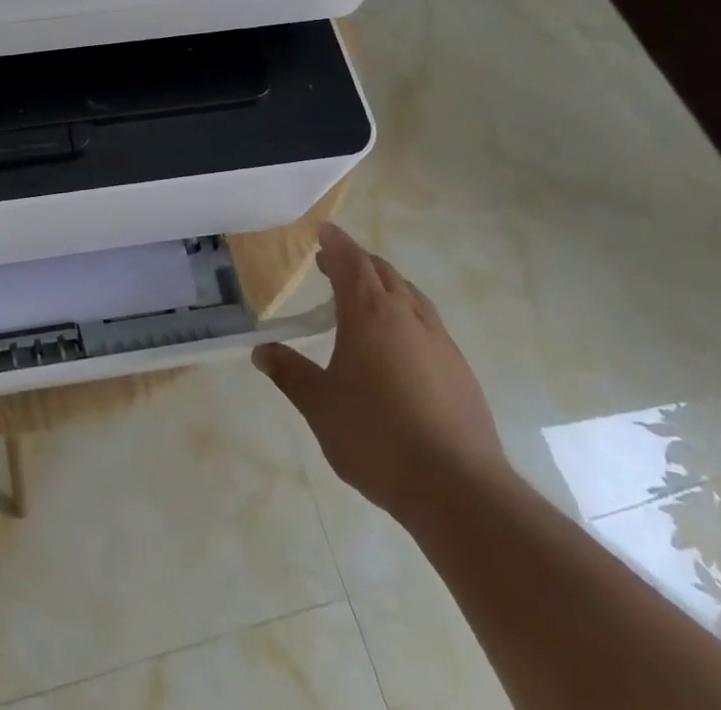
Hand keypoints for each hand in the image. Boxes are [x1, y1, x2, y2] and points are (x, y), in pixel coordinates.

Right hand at [254, 223, 510, 523]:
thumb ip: (290, 373)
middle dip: (356, 261)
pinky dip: (406, 312)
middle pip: (382, 272)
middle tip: (331, 265)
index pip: (351, 261)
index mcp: (370, 313)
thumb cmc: (377, 437)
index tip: (322, 231)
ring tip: (365, 297)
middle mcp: (406, 315)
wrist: (458, 488)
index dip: (335, 243)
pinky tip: (399, 342)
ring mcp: (439, 341)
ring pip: (410, 294)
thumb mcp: (319, 406)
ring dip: (384, 284)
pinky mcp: (460, 369)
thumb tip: (261, 350)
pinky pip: (428, 322)